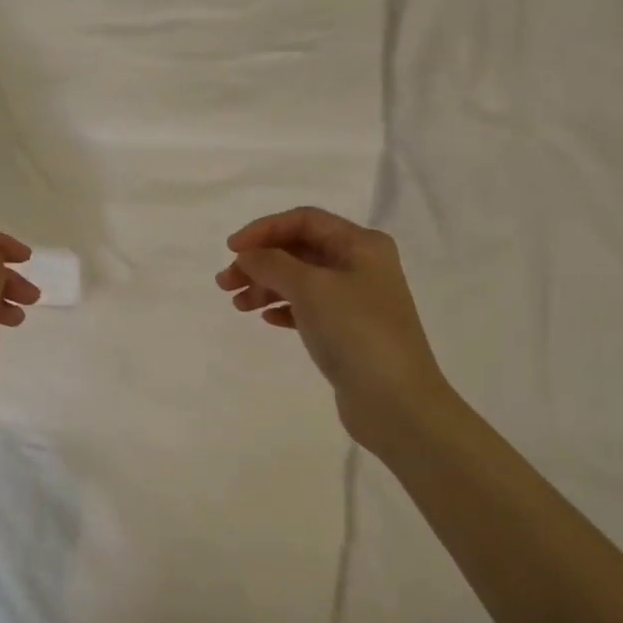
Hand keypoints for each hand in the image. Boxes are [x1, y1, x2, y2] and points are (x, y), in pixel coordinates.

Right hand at [217, 206, 453, 457]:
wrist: (396, 402)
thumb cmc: (356, 333)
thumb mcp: (311, 288)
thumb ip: (273, 264)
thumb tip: (248, 255)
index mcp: (361, 245)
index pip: (304, 220)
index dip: (264, 229)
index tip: (231, 249)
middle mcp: (361, 266)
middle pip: (300, 250)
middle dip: (260, 261)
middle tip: (226, 283)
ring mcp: (356, 300)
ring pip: (301, 280)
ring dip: (267, 286)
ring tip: (238, 305)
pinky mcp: (349, 331)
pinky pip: (308, 308)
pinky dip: (284, 308)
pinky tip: (266, 320)